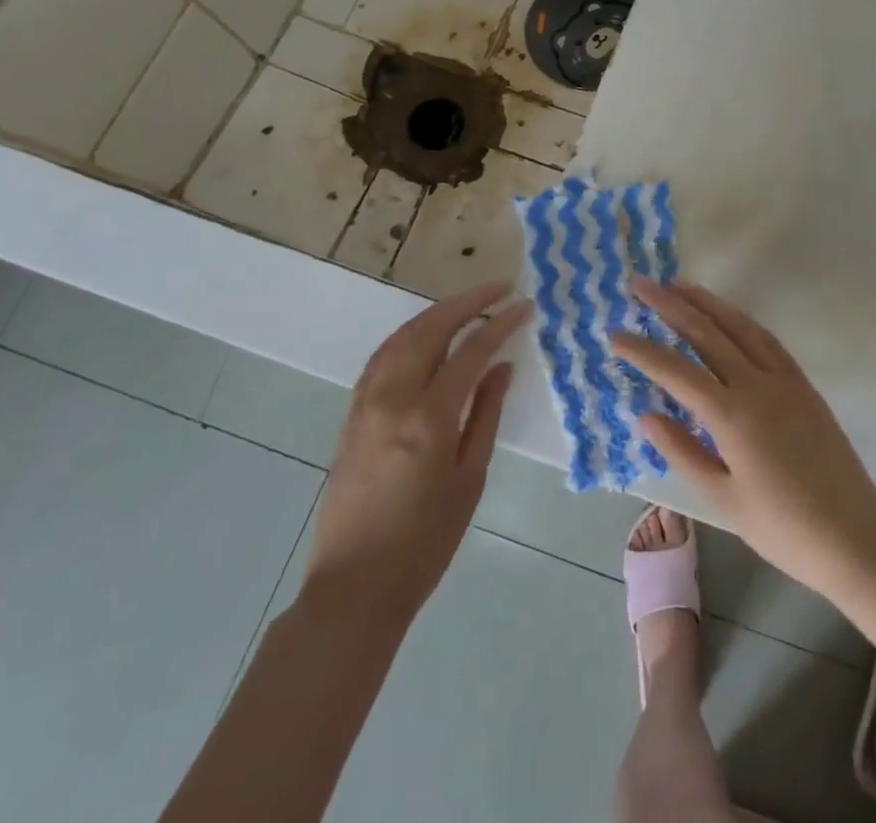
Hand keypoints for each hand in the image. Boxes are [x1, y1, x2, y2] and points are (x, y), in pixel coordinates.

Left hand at [301, 282, 528, 625]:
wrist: (354, 588)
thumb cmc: (425, 542)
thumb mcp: (470, 479)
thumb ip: (486, 415)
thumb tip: (502, 367)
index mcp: (428, 419)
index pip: (470, 352)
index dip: (500, 324)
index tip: (524, 306)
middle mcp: (392, 400)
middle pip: (430, 330)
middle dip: (467, 303)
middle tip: (498, 288)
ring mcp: (365, 405)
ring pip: (401, 337)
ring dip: (436, 314)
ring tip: (467, 304)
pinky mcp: (351, 415)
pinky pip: (381, 358)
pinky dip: (408, 335)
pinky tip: (426, 336)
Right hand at [611, 279, 875, 591]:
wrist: (854, 536)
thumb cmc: (782, 528)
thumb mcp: (723, 498)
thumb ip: (682, 451)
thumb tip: (646, 414)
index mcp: (732, 415)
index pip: (676, 371)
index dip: (642, 350)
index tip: (615, 333)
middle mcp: (757, 385)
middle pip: (707, 333)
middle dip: (671, 306)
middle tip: (642, 284)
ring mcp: (784, 380)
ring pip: (740, 327)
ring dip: (708, 303)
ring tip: (680, 285)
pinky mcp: (803, 385)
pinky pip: (768, 341)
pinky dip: (743, 322)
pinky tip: (730, 317)